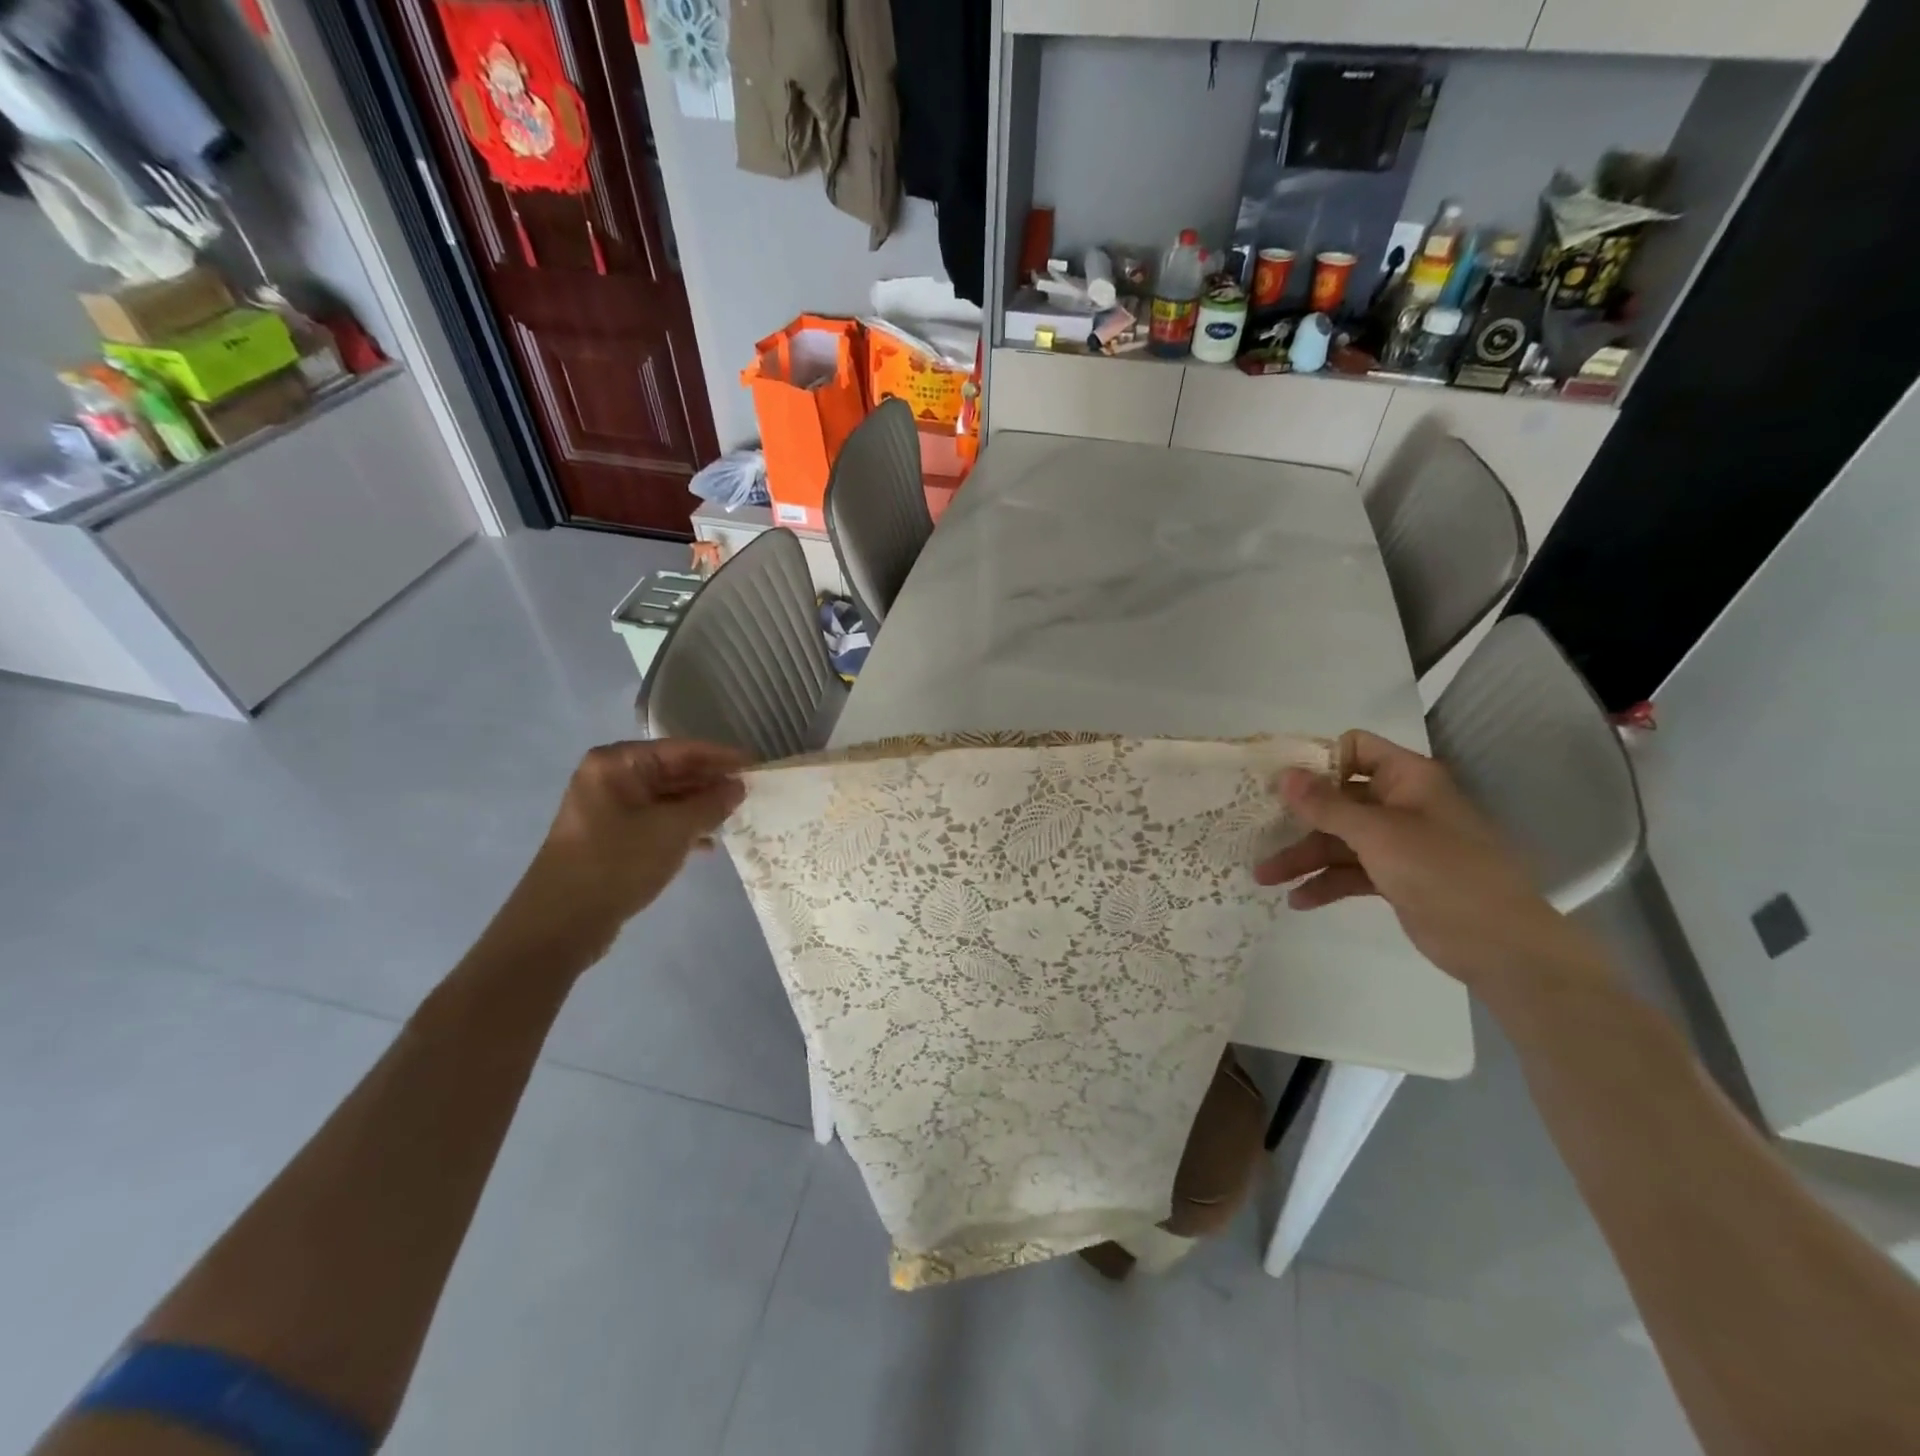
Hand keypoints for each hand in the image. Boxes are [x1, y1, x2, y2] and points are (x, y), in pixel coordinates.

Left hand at [492, 740, 747, 962]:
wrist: (562, 923)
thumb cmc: (618, 862)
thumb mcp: (673, 830)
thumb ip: (711, 804)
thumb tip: (738, 786)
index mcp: (618, 763)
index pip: (682, 750)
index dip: (722, 756)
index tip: (757, 764)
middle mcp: (611, 778)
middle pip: (674, 771)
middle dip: (712, 782)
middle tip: (752, 792)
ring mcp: (610, 808)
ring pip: (667, 798)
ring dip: (701, 807)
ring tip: (737, 817)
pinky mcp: (612, 837)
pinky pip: (657, 821)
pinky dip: (683, 828)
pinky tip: (709, 843)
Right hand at [1254, 730, 1610, 996]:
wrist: (1502, 945)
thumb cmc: (1443, 872)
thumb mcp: (1378, 834)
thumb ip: (1326, 805)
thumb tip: (1283, 774)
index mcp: (1407, 779)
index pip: (1355, 749)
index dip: (1317, 760)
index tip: (1278, 781)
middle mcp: (1401, 804)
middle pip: (1337, 799)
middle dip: (1297, 819)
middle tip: (1256, 832)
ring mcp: (1398, 843)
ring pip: (1338, 840)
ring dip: (1303, 857)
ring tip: (1264, 878)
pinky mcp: (1395, 878)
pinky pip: (1350, 872)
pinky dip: (1325, 883)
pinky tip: (1297, 900)